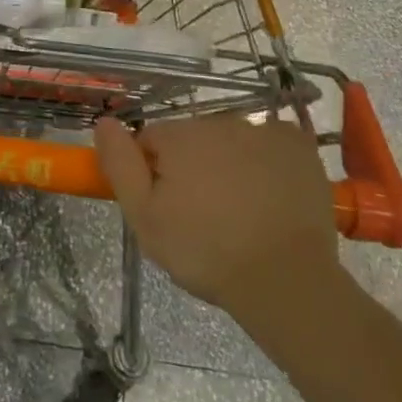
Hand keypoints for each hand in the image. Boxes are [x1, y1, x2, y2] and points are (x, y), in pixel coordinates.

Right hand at [96, 114, 344, 314]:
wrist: (286, 280)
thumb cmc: (206, 252)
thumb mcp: (144, 219)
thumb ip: (120, 165)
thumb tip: (104, 122)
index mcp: (179, 136)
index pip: (151, 140)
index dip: (153, 173)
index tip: (167, 207)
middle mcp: (218, 121)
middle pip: (193, 138)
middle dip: (192, 167)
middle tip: (203, 215)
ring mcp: (262, 130)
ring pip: (232, 142)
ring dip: (229, 165)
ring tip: (241, 213)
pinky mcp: (298, 145)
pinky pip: (272, 144)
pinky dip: (268, 163)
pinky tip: (271, 196)